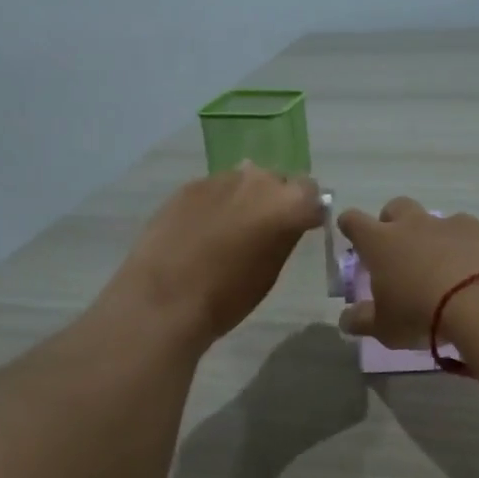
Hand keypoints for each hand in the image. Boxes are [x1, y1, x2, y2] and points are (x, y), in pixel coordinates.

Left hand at [105, 163, 323, 347]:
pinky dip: (217, 204)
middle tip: (264, 230)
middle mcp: (257, 180)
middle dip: (276, 200)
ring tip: (230, 231)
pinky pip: (215, 189)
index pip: (312, 194)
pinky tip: (203, 231)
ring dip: (245, 199)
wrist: (166, 298)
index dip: (307, 211)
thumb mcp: (270, 272)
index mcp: (287, 204)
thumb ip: (284, 237)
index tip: (300, 228)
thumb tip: (287, 224)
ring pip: (245, 181)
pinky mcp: (189, 186)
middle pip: (278, 181)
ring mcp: (220, 179)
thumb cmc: (228, 296)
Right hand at [336, 198, 478, 347]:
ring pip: (439, 222)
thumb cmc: (422, 314)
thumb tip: (346, 319)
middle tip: (398, 249)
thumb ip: (362, 321)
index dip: (350, 226)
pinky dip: (471, 251)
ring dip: (437, 239)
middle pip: (397, 208)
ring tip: (446, 270)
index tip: (350, 232)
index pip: (355, 222)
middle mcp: (416, 225)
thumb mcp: (385, 328)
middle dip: (393, 222)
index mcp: (382, 243)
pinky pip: (474, 236)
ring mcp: (455, 225)